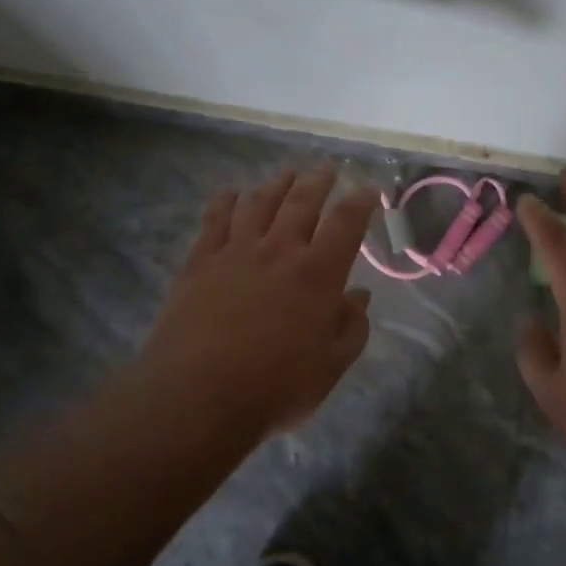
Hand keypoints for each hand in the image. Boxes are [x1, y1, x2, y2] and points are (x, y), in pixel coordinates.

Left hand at [135, 167, 378, 435]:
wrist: (196, 397)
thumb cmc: (273, 388)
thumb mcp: (330, 368)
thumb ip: (352, 329)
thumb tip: (360, 297)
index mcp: (318, 274)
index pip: (346, 223)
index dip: (361, 201)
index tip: (369, 189)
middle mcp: (279, 250)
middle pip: (302, 201)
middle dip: (318, 181)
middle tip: (327, 169)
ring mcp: (236, 252)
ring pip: (260, 203)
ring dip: (277, 184)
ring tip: (287, 174)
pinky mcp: (200, 262)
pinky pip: (215, 220)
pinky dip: (225, 201)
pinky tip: (231, 192)